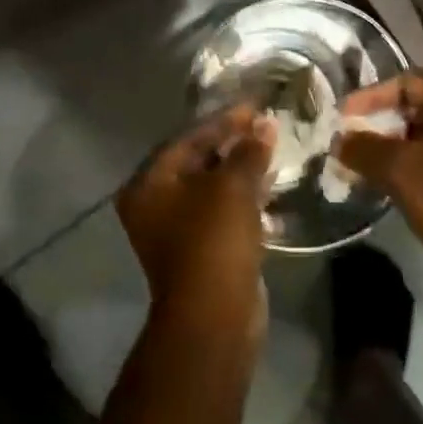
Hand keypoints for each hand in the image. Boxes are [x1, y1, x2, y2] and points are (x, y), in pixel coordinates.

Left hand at [117, 108, 275, 336]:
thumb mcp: (233, 186)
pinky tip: (270, 186)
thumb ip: (248, 150)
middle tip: (265, 127)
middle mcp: (155, 203)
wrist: (214, 317)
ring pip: (212, 187)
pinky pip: (222, 211)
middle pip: (198, 160)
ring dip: (241, 169)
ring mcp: (177, 230)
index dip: (224, 120)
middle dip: (233, 144)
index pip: (188, 137)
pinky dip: (243, 197)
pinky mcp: (200, 250)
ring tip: (272, 151)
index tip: (255, 107)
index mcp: (150, 183)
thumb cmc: (214, 240)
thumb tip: (265, 124)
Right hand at [333, 73, 422, 264]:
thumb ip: (365, 149)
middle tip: (348, 140)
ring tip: (359, 162)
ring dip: (389, 146)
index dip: (370, 97)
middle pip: (414, 107)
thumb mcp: (401, 170)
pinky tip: (383, 180)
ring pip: (421, 135)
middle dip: (378, 123)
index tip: (344, 117)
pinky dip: (406, 163)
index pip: (406, 83)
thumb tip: (339, 140)